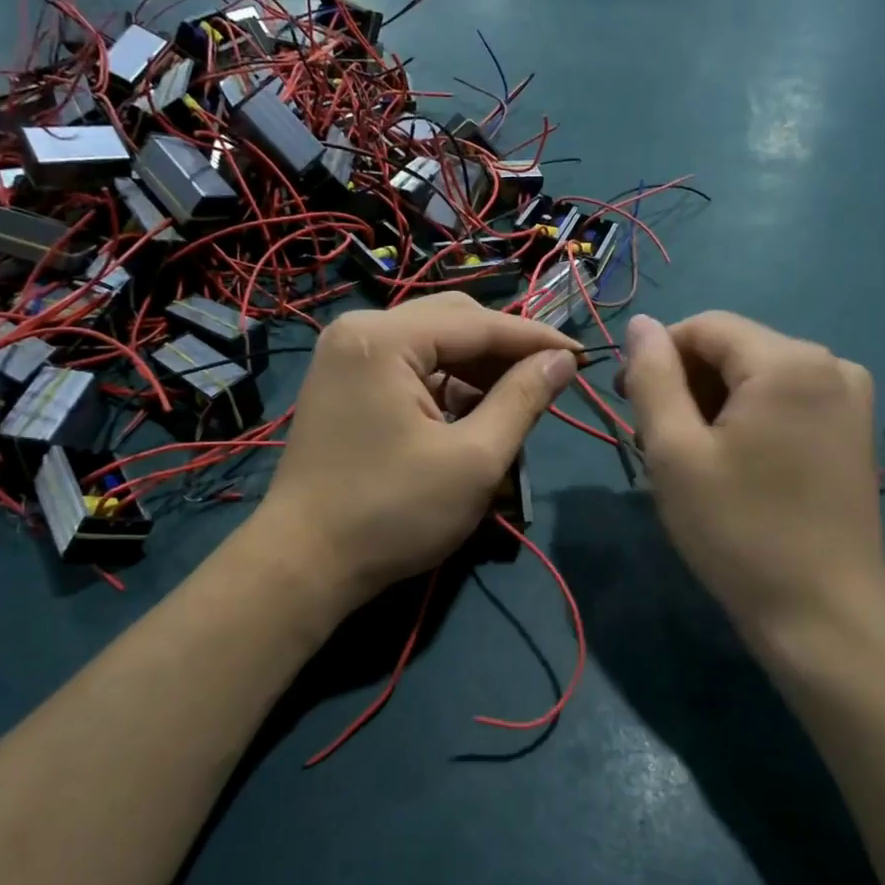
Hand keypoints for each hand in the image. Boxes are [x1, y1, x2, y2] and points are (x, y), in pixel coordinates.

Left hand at [253, 294, 578, 608]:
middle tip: (547, 382)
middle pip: (453, 320)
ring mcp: (346, 355)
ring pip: (432, 343)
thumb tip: (562, 362)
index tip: (581, 357)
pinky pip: (408, 365)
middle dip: (503, 351)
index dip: (536, 340)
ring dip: (476, 368)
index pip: (479, 323)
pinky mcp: (344, 381)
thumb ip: (522, 401)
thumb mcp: (474, 460)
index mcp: (385, 338)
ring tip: (513, 405)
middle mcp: (359, 329)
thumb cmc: (392, 513)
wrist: (303, 564)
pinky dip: (445, 384)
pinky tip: (470, 413)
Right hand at [620, 312, 884, 668]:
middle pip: (734, 349)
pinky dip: (749, 419)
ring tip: (692, 459)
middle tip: (655, 442)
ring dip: (714, 404)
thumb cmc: (738, 532)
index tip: (628, 403)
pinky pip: (786, 400)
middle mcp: (831, 363)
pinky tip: (734, 464)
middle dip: (687, 384)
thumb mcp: (674, 453)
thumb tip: (639, 324)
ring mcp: (850, 397)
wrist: (821, 614)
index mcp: (789, 361)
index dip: (657, 356)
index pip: (705, 327)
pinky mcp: (854, 429)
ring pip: (758, 376)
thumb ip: (652, 377)